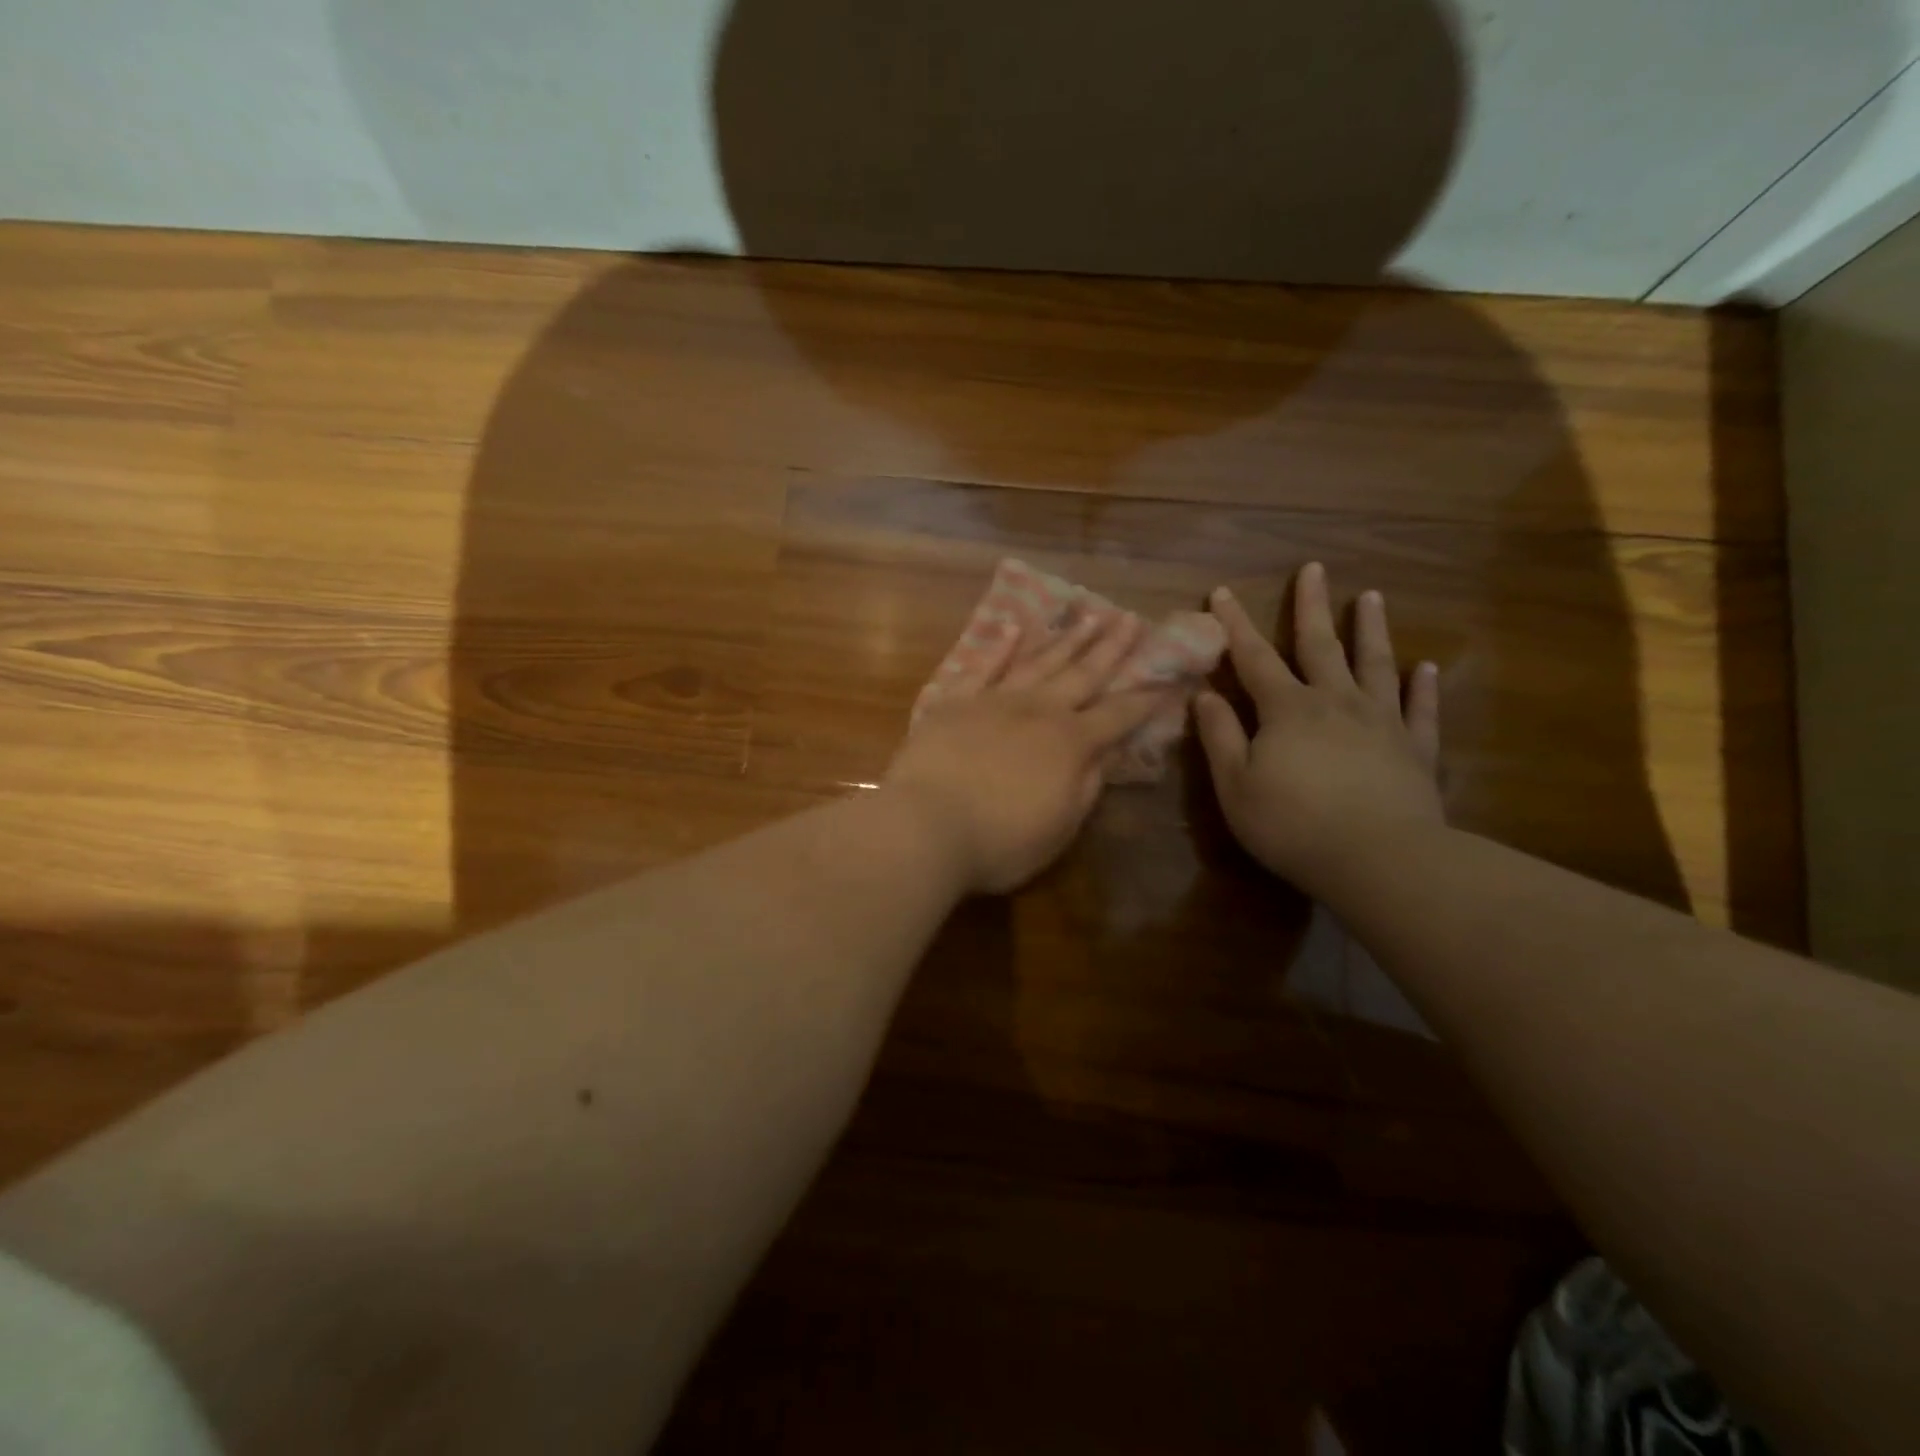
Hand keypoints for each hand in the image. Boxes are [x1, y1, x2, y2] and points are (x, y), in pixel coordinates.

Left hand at [885, 610, 1171, 893]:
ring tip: (1088, 614)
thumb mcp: (1060, 827)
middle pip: (1083, 674)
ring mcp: (995, 700)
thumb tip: (1108, 753)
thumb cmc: (1000, 842)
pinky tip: (1015, 626)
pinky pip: (983, 666)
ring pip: (1039, 661)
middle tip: (1130, 619)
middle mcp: (1039, 711)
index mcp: (1071, 744)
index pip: (1118, 716)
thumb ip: (1087, 786)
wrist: (926, 826)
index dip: (1145, 699)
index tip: (1167, 678)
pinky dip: (1000, 646)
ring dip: (1066, 638)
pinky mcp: (956, 701)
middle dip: (1111, 648)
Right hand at [1196, 563, 1443, 896]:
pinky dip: (1423, 687)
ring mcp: (1381, 722)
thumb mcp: (1236, 785)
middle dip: (1311, 606)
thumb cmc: (1292, 825)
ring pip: (1375, 665)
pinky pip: (1420, 709)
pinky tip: (1426, 667)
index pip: (1254, 657)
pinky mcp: (1415, 749)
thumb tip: (1206, 695)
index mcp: (1287, 709)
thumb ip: (1220, 736)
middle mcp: (1335, 702)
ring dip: (1371, 630)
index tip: (1222, 592)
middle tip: (1314, 568)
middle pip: (1320, 645)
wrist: (1378, 860)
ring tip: (1372, 597)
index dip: (1235, 624)